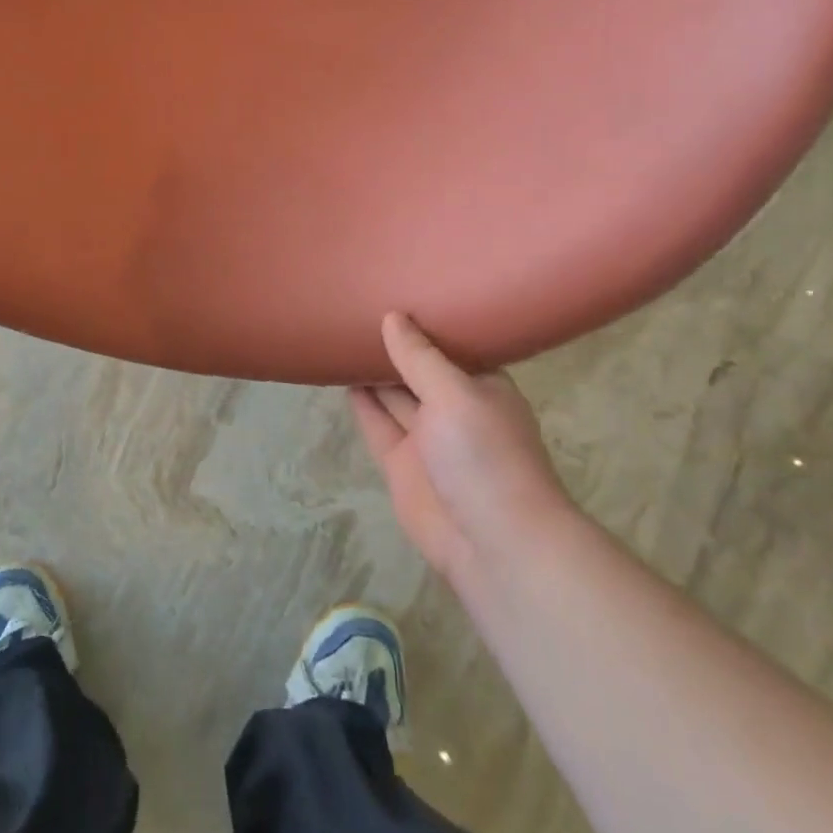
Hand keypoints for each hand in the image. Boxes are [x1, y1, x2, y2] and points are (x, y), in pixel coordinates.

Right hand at [350, 313, 572, 591]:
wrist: (494, 543)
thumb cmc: (486, 455)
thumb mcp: (456, 395)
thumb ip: (420, 357)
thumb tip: (392, 317)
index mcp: (482, 386)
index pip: (451, 345)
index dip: (425, 322)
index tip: (396, 289)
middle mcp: (454, 408)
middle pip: (418, 369)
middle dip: (394, 344)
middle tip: (357, 304)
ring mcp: (426, 438)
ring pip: (394, 395)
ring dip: (372, 370)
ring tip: (341, 331)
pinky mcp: (400, 464)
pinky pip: (377, 424)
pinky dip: (360, 402)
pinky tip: (339, 374)